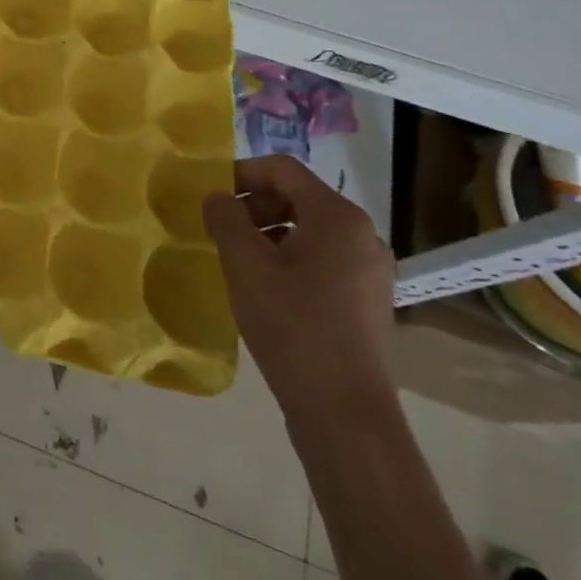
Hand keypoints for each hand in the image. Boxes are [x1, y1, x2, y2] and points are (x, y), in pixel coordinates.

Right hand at [203, 155, 396, 419]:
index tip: (210, 196)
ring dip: (268, 232)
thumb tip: (217, 198)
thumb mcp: (245, 263)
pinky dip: (289, 258)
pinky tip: (266, 287)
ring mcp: (370, 270)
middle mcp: (363, 235)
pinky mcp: (368, 300)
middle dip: (254, 204)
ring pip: (309, 229)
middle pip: (298, 197)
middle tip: (220, 228)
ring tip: (238, 258)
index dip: (241, 173)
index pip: (283, 169)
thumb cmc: (292, 324)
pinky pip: (322, 258)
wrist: (344, 410)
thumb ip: (225, 218)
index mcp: (338, 217)